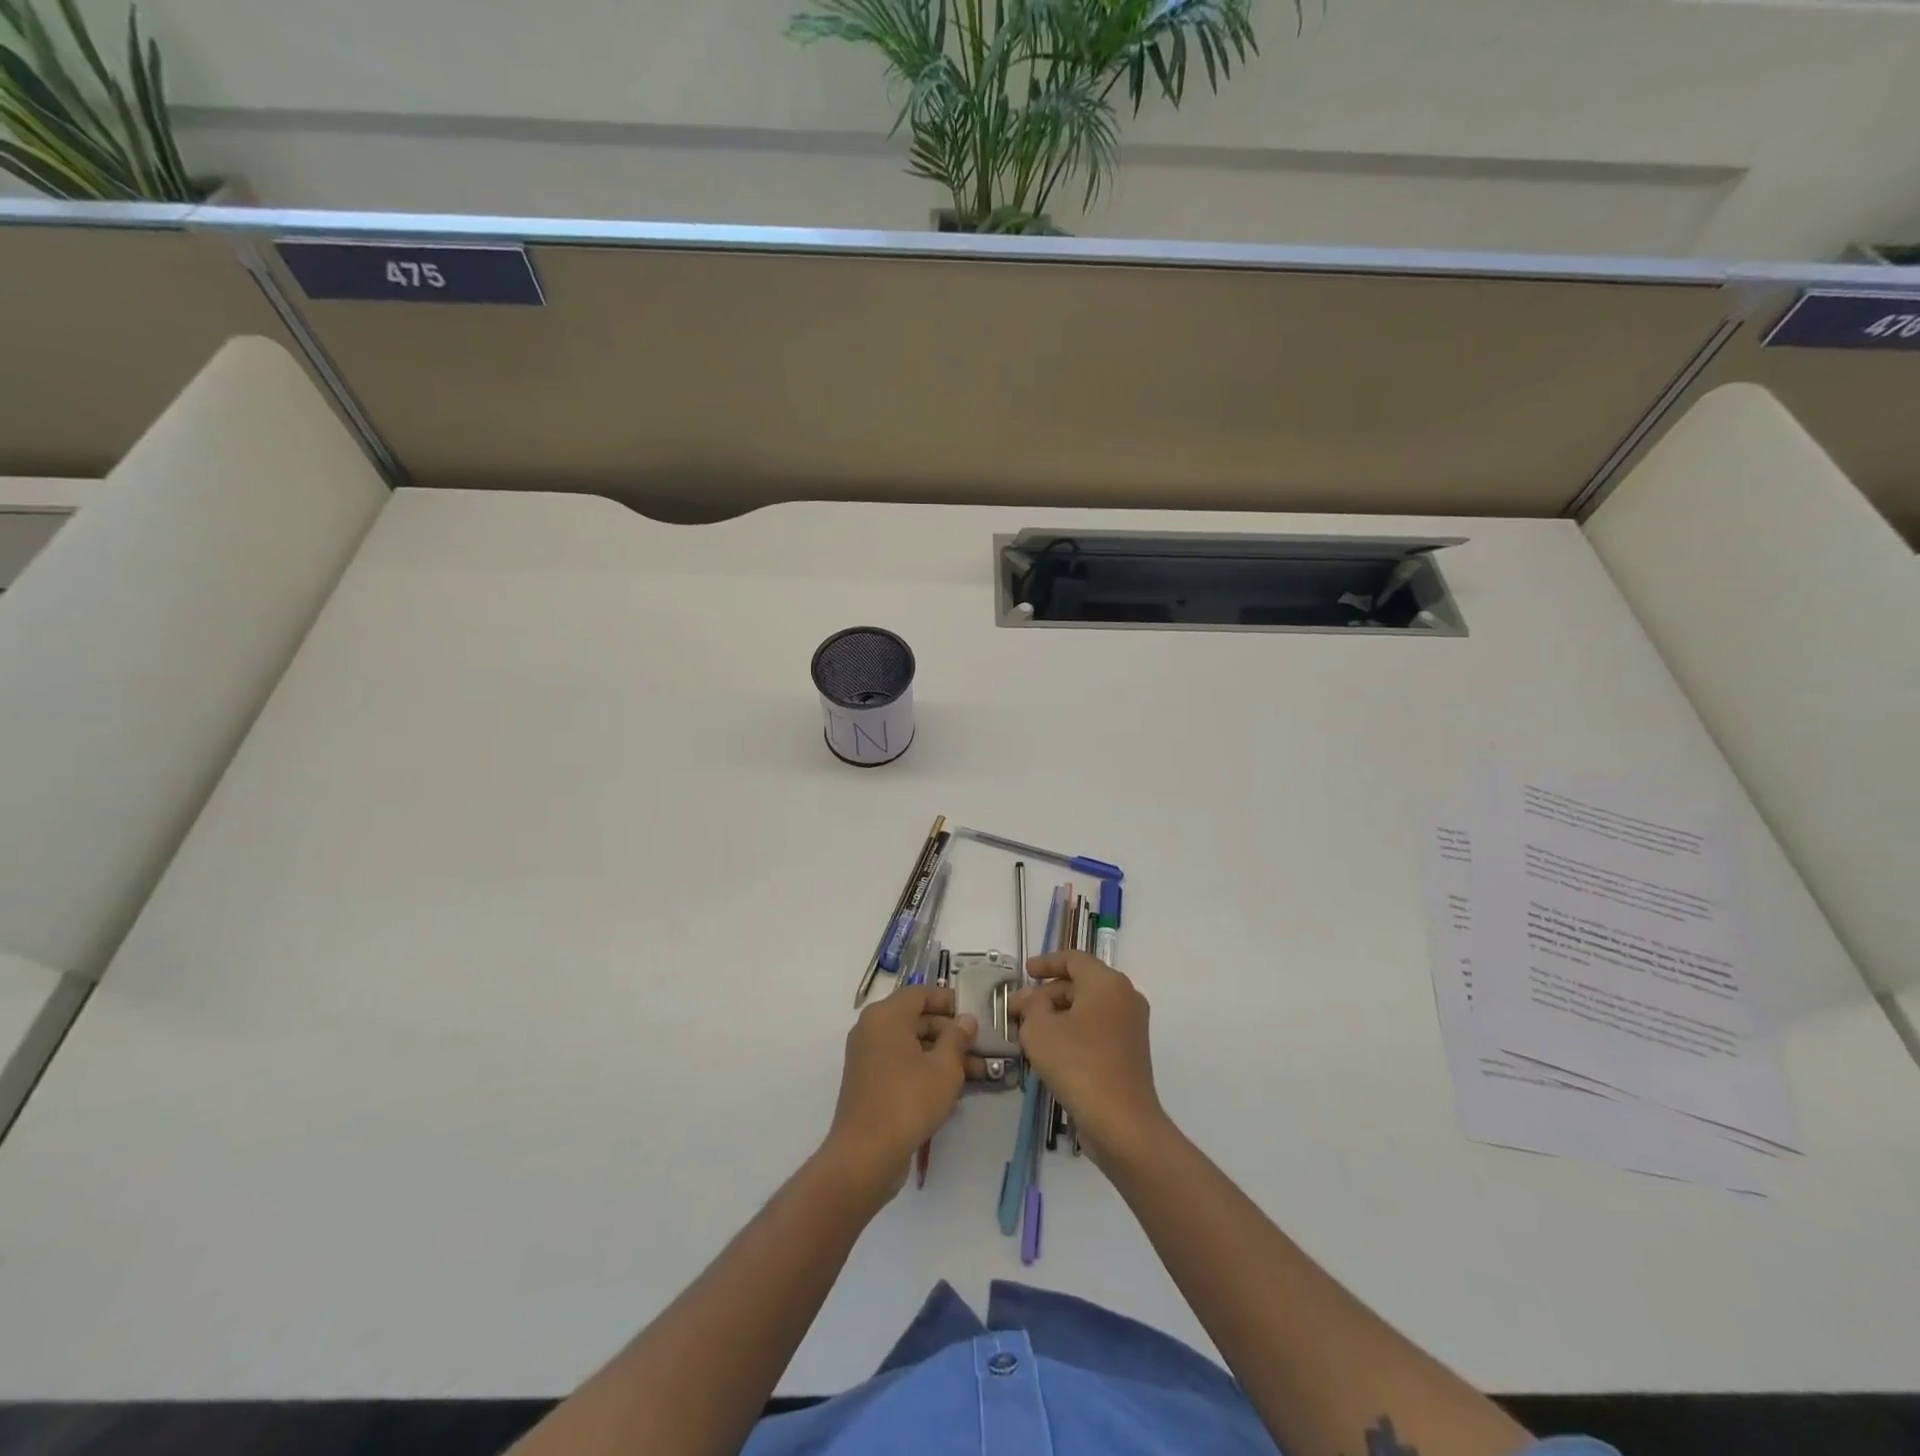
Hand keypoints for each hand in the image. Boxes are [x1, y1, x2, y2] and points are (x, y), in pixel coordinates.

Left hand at [823, 982, 976, 1195]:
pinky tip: (954, 1090)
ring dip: (943, 1055)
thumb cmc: (908, 1100)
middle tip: (981, 1046)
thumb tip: (966, 1019)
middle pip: (917, 1019)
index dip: (948, 1000)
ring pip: (912, 1046)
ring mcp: (868, 1057)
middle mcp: (873, 1029)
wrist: (866, 1154)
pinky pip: (902, 1065)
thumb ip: (958, 1038)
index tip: (973, 1013)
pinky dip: (926, 1070)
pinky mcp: (870, 1083)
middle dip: (951, 1033)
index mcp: (886, 1015)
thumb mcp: (944, 1067)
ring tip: (979, 1072)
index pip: (920, 993)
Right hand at [1013, 951, 1169, 1168]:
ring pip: (1089, 1007)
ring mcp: (1131, 1026)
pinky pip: (1098, 1028)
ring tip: (1030, 1031)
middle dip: (1047, 994)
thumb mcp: (1040, 1030)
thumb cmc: (1078, 1065)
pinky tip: (1052, 1050)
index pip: (1074, 959)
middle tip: (1019, 1010)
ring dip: (1059, 1014)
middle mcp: (1125, 997)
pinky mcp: (1131, 1051)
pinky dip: (1075, 1030)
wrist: (1121, 1122)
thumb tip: (1030, 997)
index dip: (1046, 963)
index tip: (1025, 972)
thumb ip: (1031, 1005)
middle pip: (1081, 983)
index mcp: (1107, 983)